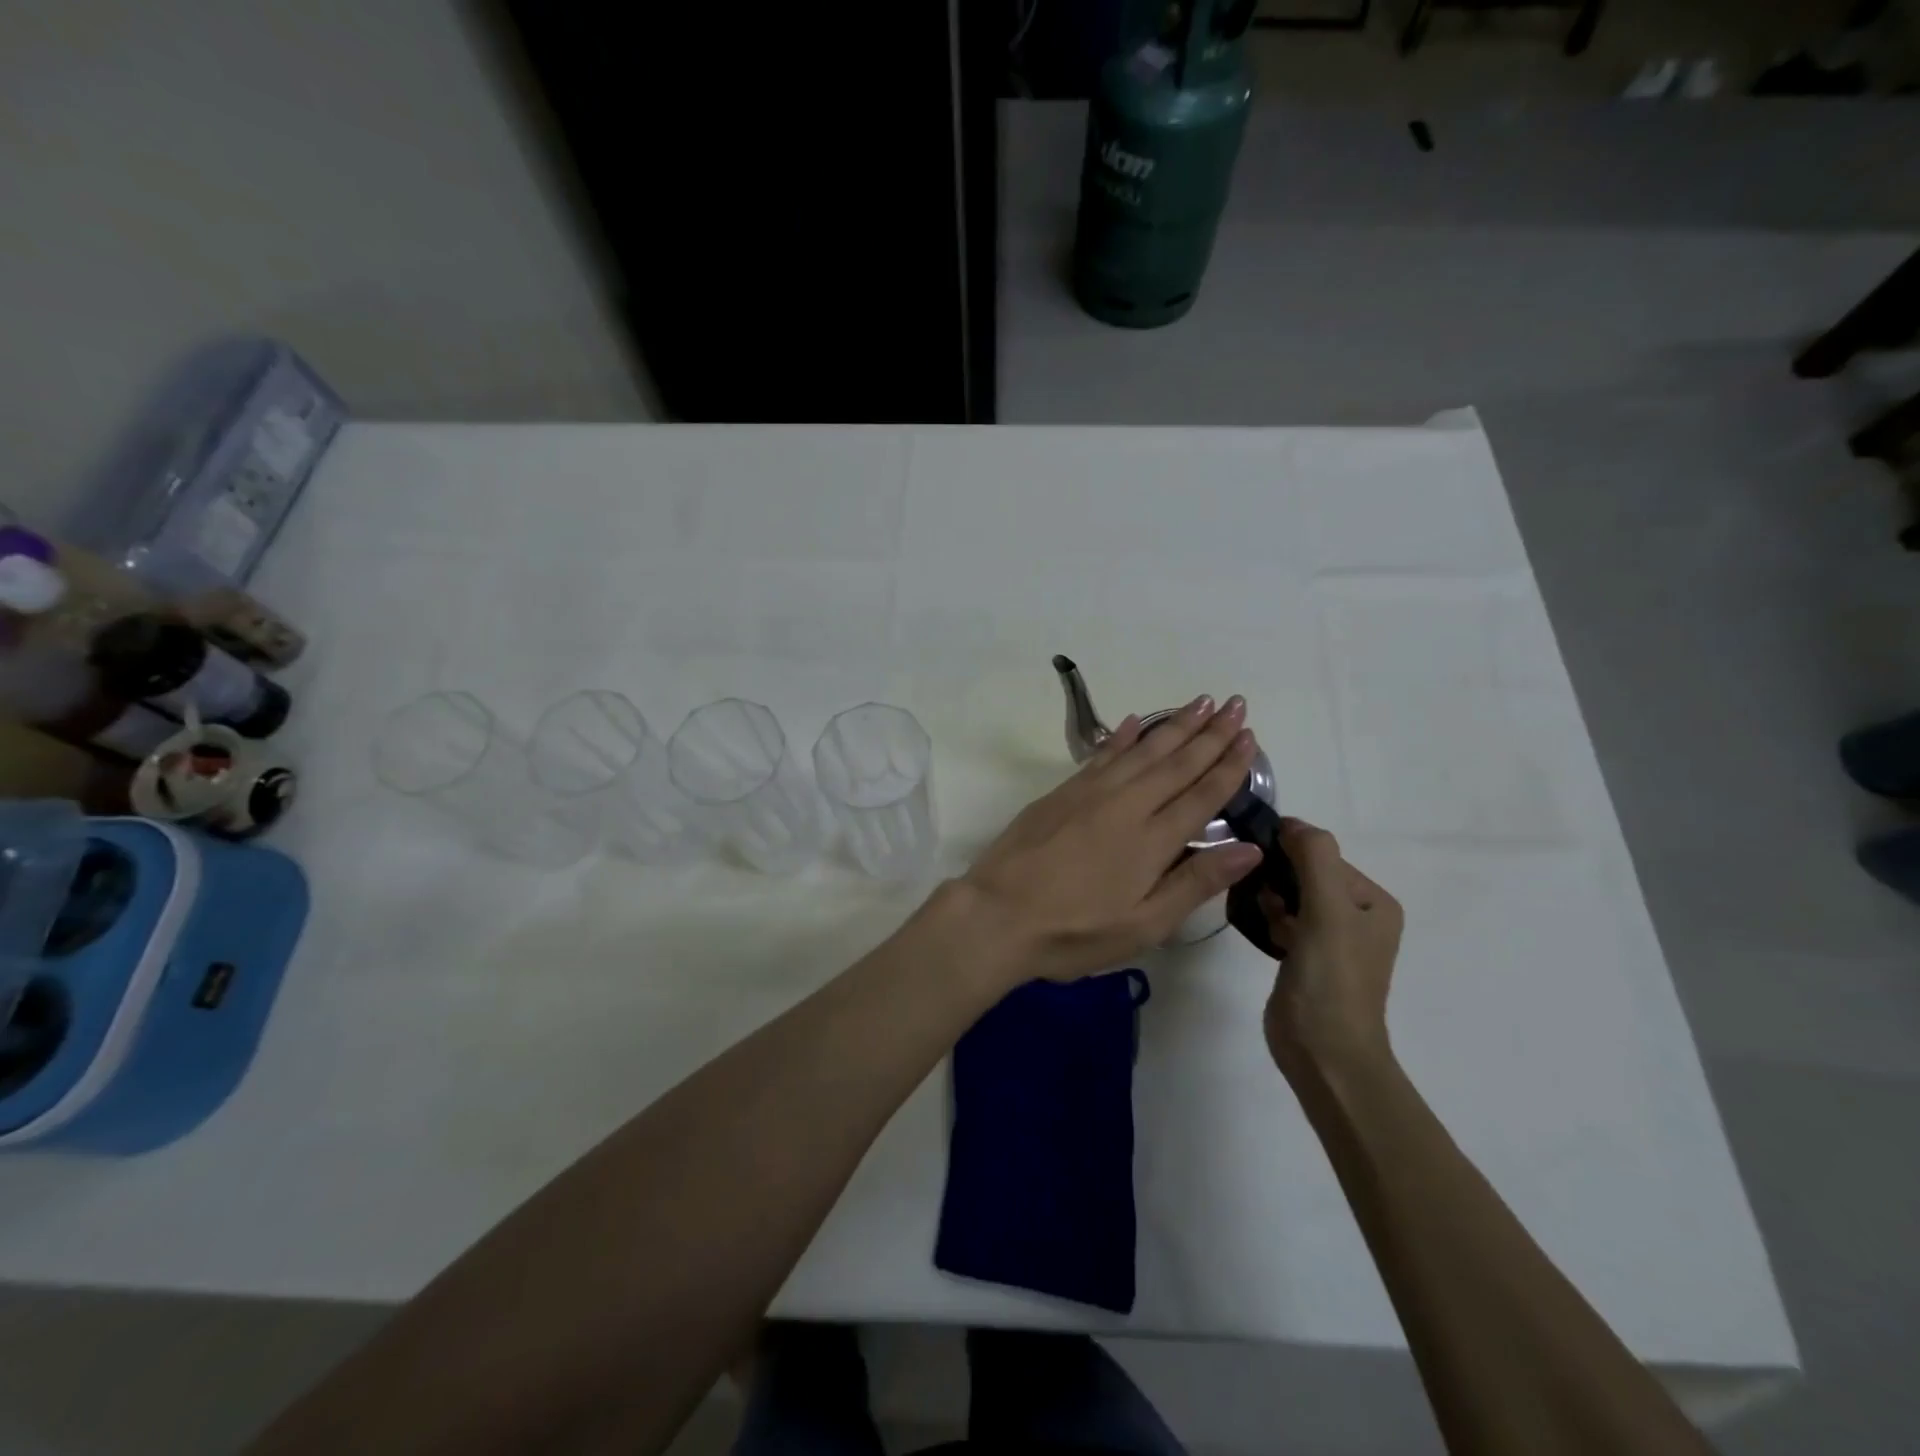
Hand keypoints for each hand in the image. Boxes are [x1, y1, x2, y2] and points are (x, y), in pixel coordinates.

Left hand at [961, 694, 1265, 983]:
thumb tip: (1250, 848)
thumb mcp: (1144, 926)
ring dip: (1174, 725)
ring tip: (1199, 702)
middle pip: (1176, 762)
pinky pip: (1102, 754)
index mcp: (1152, 840)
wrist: (997, 914)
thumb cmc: (1074, 932)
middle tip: (1235, 703)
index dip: (1229, 765)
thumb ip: (1196, 883)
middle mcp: (1126, 805)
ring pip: (1142, 750)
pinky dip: (1122, 737)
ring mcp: (1091, 793)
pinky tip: (1135, 722)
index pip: (1201, 794)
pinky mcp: (1062, 792)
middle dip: (1210, 733)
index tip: (1250, 737)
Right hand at [1260, 819, 1403, 1074]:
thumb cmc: (1331, 979)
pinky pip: (1283, 921)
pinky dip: (1270, 921)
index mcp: (1374, 902)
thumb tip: (1290, 822)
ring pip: (1290, 897)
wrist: (1325, 1055)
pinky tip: (1263, 934)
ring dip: (1271, 901)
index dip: (1290, 855)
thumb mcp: (1327, 910)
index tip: (1260, 868)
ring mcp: (1331, 939)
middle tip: (1264, 903)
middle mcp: (1357, 916)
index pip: (1323, 855)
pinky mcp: (1306, 958)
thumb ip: (1314, 858)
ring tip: (1265, 921)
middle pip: (1306, 874)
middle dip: (1279, 881)